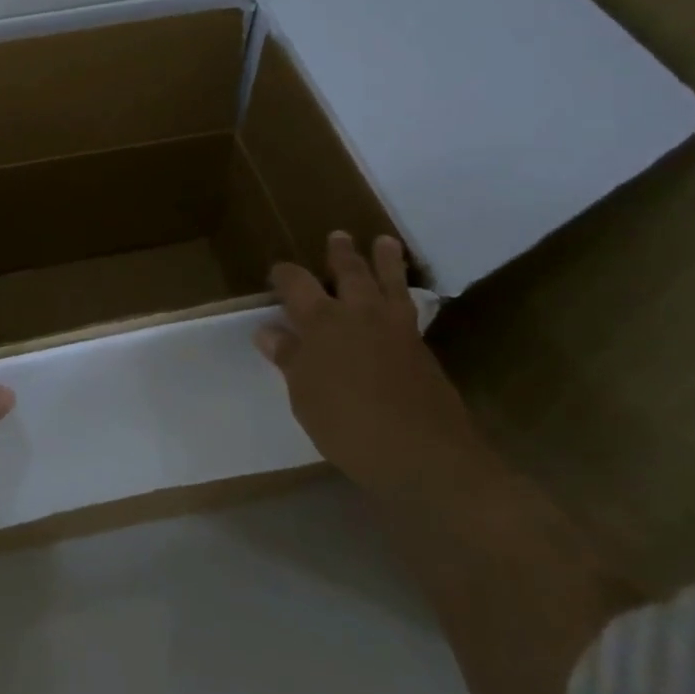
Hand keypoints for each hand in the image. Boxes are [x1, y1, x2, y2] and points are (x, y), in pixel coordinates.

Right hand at [254, 231, 480, 495]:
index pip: (296, 283)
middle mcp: (359, 314)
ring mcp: (397, 330)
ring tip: (385, 242)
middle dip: (341, 254)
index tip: (277, 273)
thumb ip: (289, 358)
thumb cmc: (349, 426)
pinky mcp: (423, 351)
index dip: (285, 274)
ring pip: (390, 283)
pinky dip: (404, 294)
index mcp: (322, 321)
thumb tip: (269, 331)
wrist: (426, 457)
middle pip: (350, 272)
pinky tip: (402, 298)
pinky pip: (411, 308)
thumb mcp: (305, 395)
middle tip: (339, 236)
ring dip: (386, 260)